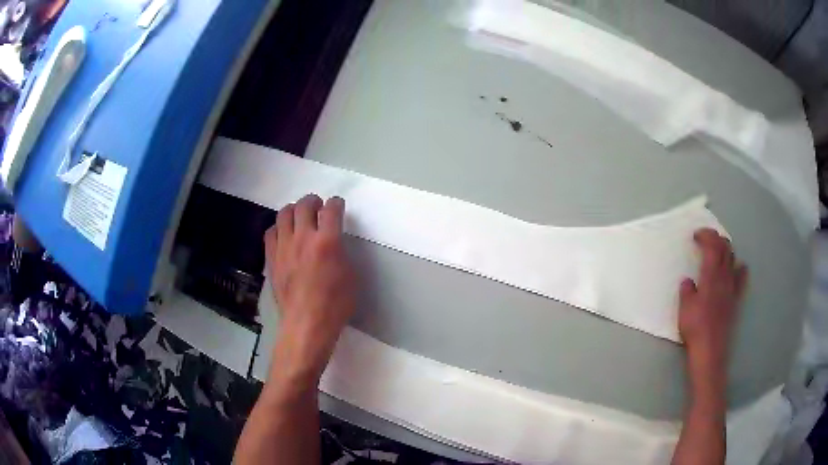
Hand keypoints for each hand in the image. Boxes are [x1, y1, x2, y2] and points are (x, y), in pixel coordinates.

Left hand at [263, 194, 356, 382]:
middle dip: (314, 201)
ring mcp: (284, 246)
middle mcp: (303, 237)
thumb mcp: (351, 276)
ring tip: (300, 216)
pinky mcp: (272, 257)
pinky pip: (271, 232)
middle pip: (305, 205)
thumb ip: (342, 252)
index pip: (331, 209)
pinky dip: (279, 228)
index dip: (336, 203)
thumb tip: (334, 243)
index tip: (337, 206)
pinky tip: (284, 235)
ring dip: (294, 210)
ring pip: (284, 213)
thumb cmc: (335, 304)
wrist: (306, 324)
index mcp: (327, 241)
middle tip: (318, 206)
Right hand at [678, 228, 746, 384]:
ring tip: (718, 251)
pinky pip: (741, 278)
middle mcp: (724, 277)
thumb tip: (688, 282)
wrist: (710, 350)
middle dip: (716, 238)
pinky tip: (737, 268)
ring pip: (733, 259)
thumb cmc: (695, 328)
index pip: (712, 246)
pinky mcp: (736, 299)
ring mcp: (732, 287)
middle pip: (725, 248)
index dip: (705, 235)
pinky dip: (739, 268)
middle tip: (706, 239)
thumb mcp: (684, 309)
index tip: (696, 235)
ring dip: (726, 250)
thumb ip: (686, 291)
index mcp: (710, 276)